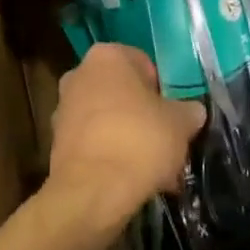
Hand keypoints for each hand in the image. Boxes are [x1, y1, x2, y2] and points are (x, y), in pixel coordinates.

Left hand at [47, 45, 204, 231]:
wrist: (91, 193)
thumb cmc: (138, 141)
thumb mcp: (180, 124)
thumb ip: (189, 111)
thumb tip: (193, 112)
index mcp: (107, 56)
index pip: (144, 64)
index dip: (164, 91)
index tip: (174, 116)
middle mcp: (80, 73)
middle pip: (124, 92)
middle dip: (145, 116)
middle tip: (167, 142)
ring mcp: (64, 108)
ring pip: (109, 119)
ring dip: (129, 138)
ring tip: (154, 170)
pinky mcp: (57, 143)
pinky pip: (94, 143)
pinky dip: (111, 157)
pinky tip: (132, 181)